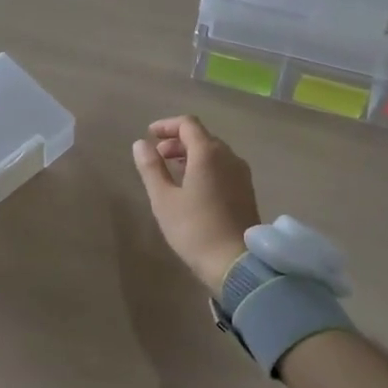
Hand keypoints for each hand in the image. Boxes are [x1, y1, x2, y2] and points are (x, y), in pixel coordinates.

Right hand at [131, 115, 260, 293]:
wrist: (236, 263)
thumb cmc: (195, 229)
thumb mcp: (164, 199)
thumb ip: (151, 168)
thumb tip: (140, 144)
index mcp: (209, 153)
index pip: (188, 124)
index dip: (167, 125)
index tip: (150, 135)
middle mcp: (229, 156)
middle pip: (202, 137)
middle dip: (177, 141)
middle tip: (157, 156)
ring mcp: (241, 173)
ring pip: (214, 152)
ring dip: (191, 154)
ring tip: (172, 171)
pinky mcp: (246, 190)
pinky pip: (223, 167)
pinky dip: (205, 166)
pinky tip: (193, 186)